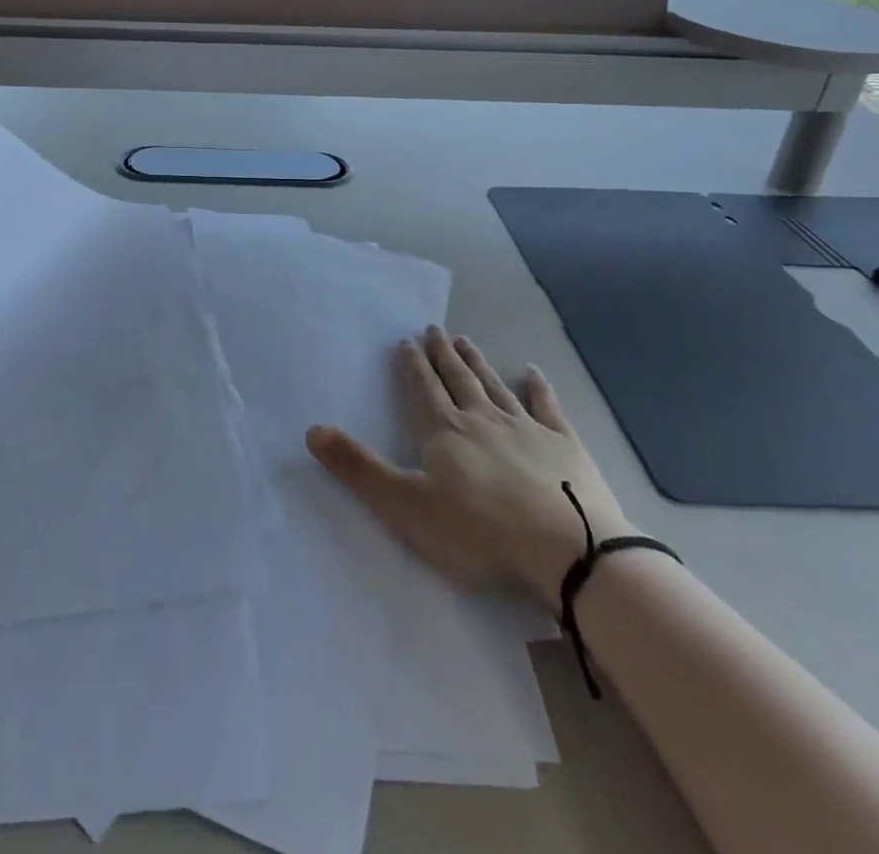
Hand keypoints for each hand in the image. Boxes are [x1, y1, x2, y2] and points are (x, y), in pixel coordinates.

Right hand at [306, 325, 630, 607]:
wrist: (566, 548)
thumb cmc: (479, 531)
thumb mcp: (405, 504)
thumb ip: (358, 468)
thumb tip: (312, 430)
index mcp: (445, 431)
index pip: (423, 388)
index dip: (412, 365)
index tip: (407, 341)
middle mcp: (483, 418)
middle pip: (458, 379)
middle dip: (443, 354)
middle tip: (435, 329)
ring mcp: (526, 428)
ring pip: (495, 385)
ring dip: (478, 363)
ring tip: (466, 341)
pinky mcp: (563, 445)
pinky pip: (547, 407)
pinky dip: (538, 387)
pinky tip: (533, 372)